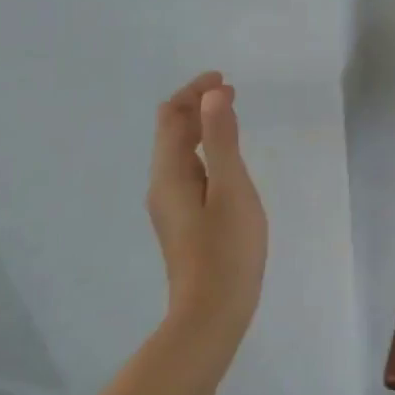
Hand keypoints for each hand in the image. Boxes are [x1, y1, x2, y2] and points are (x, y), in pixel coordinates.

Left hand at [146, 73, 267, 344]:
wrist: (212, 314)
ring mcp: (170, 205)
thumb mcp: (232, 188)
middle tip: (232, 93)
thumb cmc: (227, 249)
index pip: (172, 117)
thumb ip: (222, 139)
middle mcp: (162, 184)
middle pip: (172, 132)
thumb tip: (212, 95)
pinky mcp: (183, 221)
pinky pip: (189, 170)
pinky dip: (206, 151)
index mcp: (169, 173)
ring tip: (231, 116)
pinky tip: (226, 159)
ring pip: (180, 152)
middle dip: (198, 106)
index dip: (194, 91)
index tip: (225, 80)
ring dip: (201, 127)